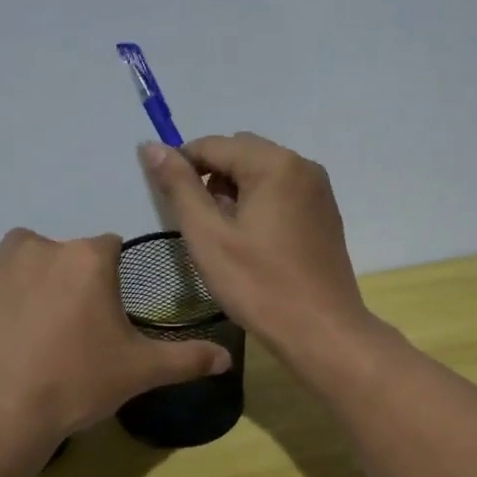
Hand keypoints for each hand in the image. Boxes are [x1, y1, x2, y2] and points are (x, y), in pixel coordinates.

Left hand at [0, 208, 231, 444]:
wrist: (0, 413)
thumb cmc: (76, 383)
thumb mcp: (140, 372)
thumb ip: (187, 359)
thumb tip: (228, 357)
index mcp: (88, 259)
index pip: (109, 249)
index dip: (110, 282)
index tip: (107, 315)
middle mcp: (42, 248)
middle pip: (65, 252)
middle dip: (70, 281)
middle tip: (70, 330)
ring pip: (19, 252)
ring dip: (27, 271)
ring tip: (28, 315)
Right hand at [140, 133, 376, 363]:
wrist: (322, 331)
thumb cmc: (259, 286)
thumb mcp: (208, 236)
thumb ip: (179, 187)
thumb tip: (152, 147)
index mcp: (274, 164)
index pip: (213, 145)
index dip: (181, 166)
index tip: (165, 200)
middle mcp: (302, 165)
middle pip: (240, 153)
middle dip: (210, 178)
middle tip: (198, 224)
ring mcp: (318, 190)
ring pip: (261, 172)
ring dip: (233, 191)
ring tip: (223, 236)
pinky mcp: (324, 213)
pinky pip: (281, 191)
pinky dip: (258, 203)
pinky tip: (251, 242)